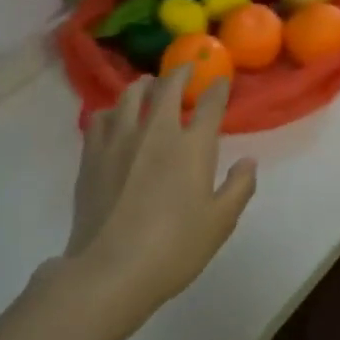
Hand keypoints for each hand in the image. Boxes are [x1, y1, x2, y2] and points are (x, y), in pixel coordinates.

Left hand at [62, 68, 257, 327]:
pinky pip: (99, 118)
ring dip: (143, 85)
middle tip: (186, 70)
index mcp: (192, 146)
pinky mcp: (92, 155)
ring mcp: (119, 140)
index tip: (221, 81)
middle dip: (180, 74)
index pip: (210, 104)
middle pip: (167, 88)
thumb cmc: (174, 247)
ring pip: (129, 96)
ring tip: (148, 85)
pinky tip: (113, 117)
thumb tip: (248, 162)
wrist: (109, 270)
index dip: (218, 88)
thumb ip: (239, 187)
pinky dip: (111, 111)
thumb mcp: (220, 222)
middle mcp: (156, 132)